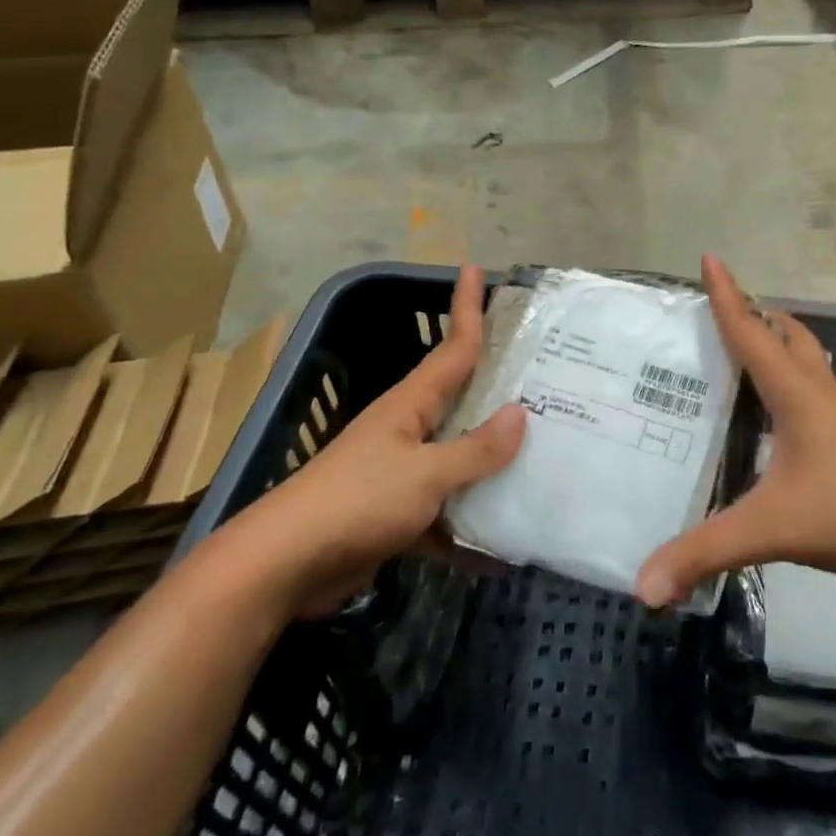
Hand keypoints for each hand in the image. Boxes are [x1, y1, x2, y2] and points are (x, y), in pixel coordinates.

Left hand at [223, 265, 524, 617]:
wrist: (285, 567)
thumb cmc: (357, 502)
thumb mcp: (424, 473)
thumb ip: (475, 449)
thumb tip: (521, 413)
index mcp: (411, 405)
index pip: (453, 347)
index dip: (466, 308)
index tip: (475, 268)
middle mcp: (409, 429)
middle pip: (463, 399)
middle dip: (502, 386)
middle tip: (550, 374)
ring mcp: (402, 472)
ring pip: (460, 455)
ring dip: (496, 459)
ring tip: (549, 452)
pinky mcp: (398, 513)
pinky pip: (448, 507)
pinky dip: (473, 521)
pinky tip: (508, 537)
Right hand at [635, 256, 835, 607]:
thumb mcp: (770, 529)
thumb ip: (705, 553)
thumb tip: (643, 587)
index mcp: (797, 395)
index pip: (752, 334)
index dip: (728, 297)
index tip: (712, 259)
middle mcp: (823, 397)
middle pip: (791, 339)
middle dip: (759, 318)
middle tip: (728, 313)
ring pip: (811, 369)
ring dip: (782, 352)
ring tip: (750, 364)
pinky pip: (821, 402)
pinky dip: (796, 392)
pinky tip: (785, 427)